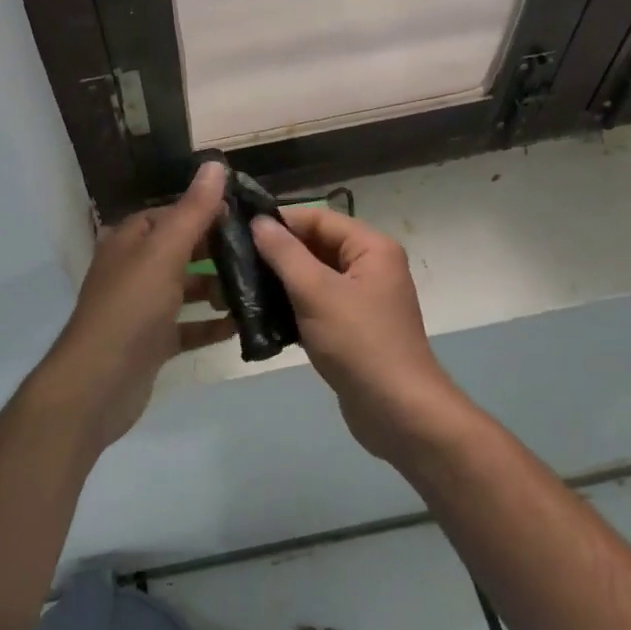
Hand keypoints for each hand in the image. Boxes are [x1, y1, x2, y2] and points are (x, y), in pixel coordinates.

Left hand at [41, 161, 233, 450]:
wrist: (98, 383)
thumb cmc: (131, 308)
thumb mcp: (164, 252)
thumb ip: (193, 211)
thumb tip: (215, 164)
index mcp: (130, 241)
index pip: (171, 214)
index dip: (206, 212)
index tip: (247, 218)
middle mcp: (133, 269)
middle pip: (181, 251)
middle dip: (217, 252)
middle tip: (262, 254)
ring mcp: (141, 308)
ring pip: (185, 289)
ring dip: (217, 289)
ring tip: (257, 289)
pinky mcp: (151, 342)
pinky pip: (187, 327)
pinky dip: (210, 325)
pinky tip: (241, 326)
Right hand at [252, 207, 470, 462]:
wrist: (398, 411)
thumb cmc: (359, 342)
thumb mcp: (316, 292)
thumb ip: (284, 253)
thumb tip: (258, 221)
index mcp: (371, 248)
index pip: (318, 218)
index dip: (279, 221)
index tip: (238, 230)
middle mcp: (370, 267)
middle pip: (316, 246)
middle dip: (276, 252)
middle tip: (232, 260)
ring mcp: (361, 299)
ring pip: (313, 277)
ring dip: (280, 281)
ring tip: (238, 286)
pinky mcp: (351, 328)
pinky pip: (316, 305)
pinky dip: (291, 306)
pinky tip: (260, 315)